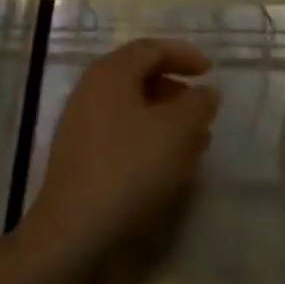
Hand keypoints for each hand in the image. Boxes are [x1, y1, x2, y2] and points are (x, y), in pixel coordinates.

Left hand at [25, 39, 219, 263]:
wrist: (74, 234)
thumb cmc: (129, 168)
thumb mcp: (177, 130)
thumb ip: (197, 104)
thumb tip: (205, 92)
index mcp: (111, 72)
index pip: (152, 49)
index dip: (184, 55)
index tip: (211, 72)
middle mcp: (91, 90)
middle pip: (140, 76)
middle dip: (177, 90)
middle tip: (203, 110)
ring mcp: (81, 125)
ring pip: (132, 109)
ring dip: (166, 119)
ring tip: (195, 142)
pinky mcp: (80, 158)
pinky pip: (121, 134)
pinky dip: (148, 140)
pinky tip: (168, 165)